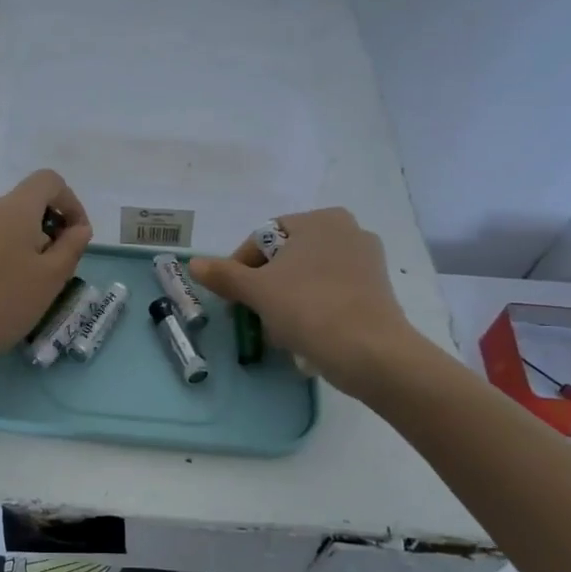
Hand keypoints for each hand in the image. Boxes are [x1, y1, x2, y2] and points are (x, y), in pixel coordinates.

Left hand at [0, 170, 92, 380]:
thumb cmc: (1, 301)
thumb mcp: (50, 278)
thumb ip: (71, 248)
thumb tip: (78, 228)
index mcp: (15, 207)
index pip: (49, 181)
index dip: (72, 203)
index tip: (78, 238)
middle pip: (29, 204)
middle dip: (52, 230)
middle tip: (59, 271)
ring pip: (11, 227)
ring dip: (32, 248)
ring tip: (35, 288)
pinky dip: (10, 257)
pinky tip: (8, 294)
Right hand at [190, 208, 420, 397]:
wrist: (369, 352)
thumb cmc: (308, 308)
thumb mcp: (257, 291)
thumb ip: (224, 275)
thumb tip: (193, 264)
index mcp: (319, 219)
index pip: (263, 238)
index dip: (240, 267)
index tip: (232, 298)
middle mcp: (348, 230)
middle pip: (287, 257)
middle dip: (266, 285)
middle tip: (252, 314)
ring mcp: (367, 260)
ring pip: (308, 276)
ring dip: (287, 298)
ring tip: (277, 329)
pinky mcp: (377, 290)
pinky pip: (332, 292)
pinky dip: (313, 307)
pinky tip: (305, 333)